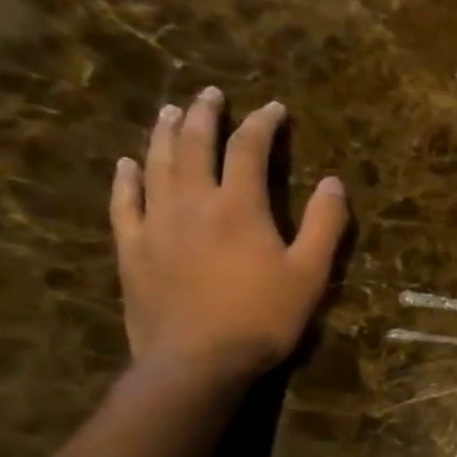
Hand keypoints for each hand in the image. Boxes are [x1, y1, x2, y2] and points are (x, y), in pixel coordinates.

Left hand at [110, 88, 347, 383]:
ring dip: (163, 133)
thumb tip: (333, 182)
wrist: (196, 362)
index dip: (263, 124)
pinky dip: (125, 178)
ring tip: (169, 112)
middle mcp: (193, 203)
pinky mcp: (132, 249)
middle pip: (193, 145)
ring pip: (155, 165)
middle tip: (209, 94)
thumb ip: (324, 225)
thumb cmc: (262, 317)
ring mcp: (156, 224)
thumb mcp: (310, 274)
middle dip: (204, 115)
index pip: (249, 148)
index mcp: (240, 206)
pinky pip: (123, 203)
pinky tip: (126, 164)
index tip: (274, 108)